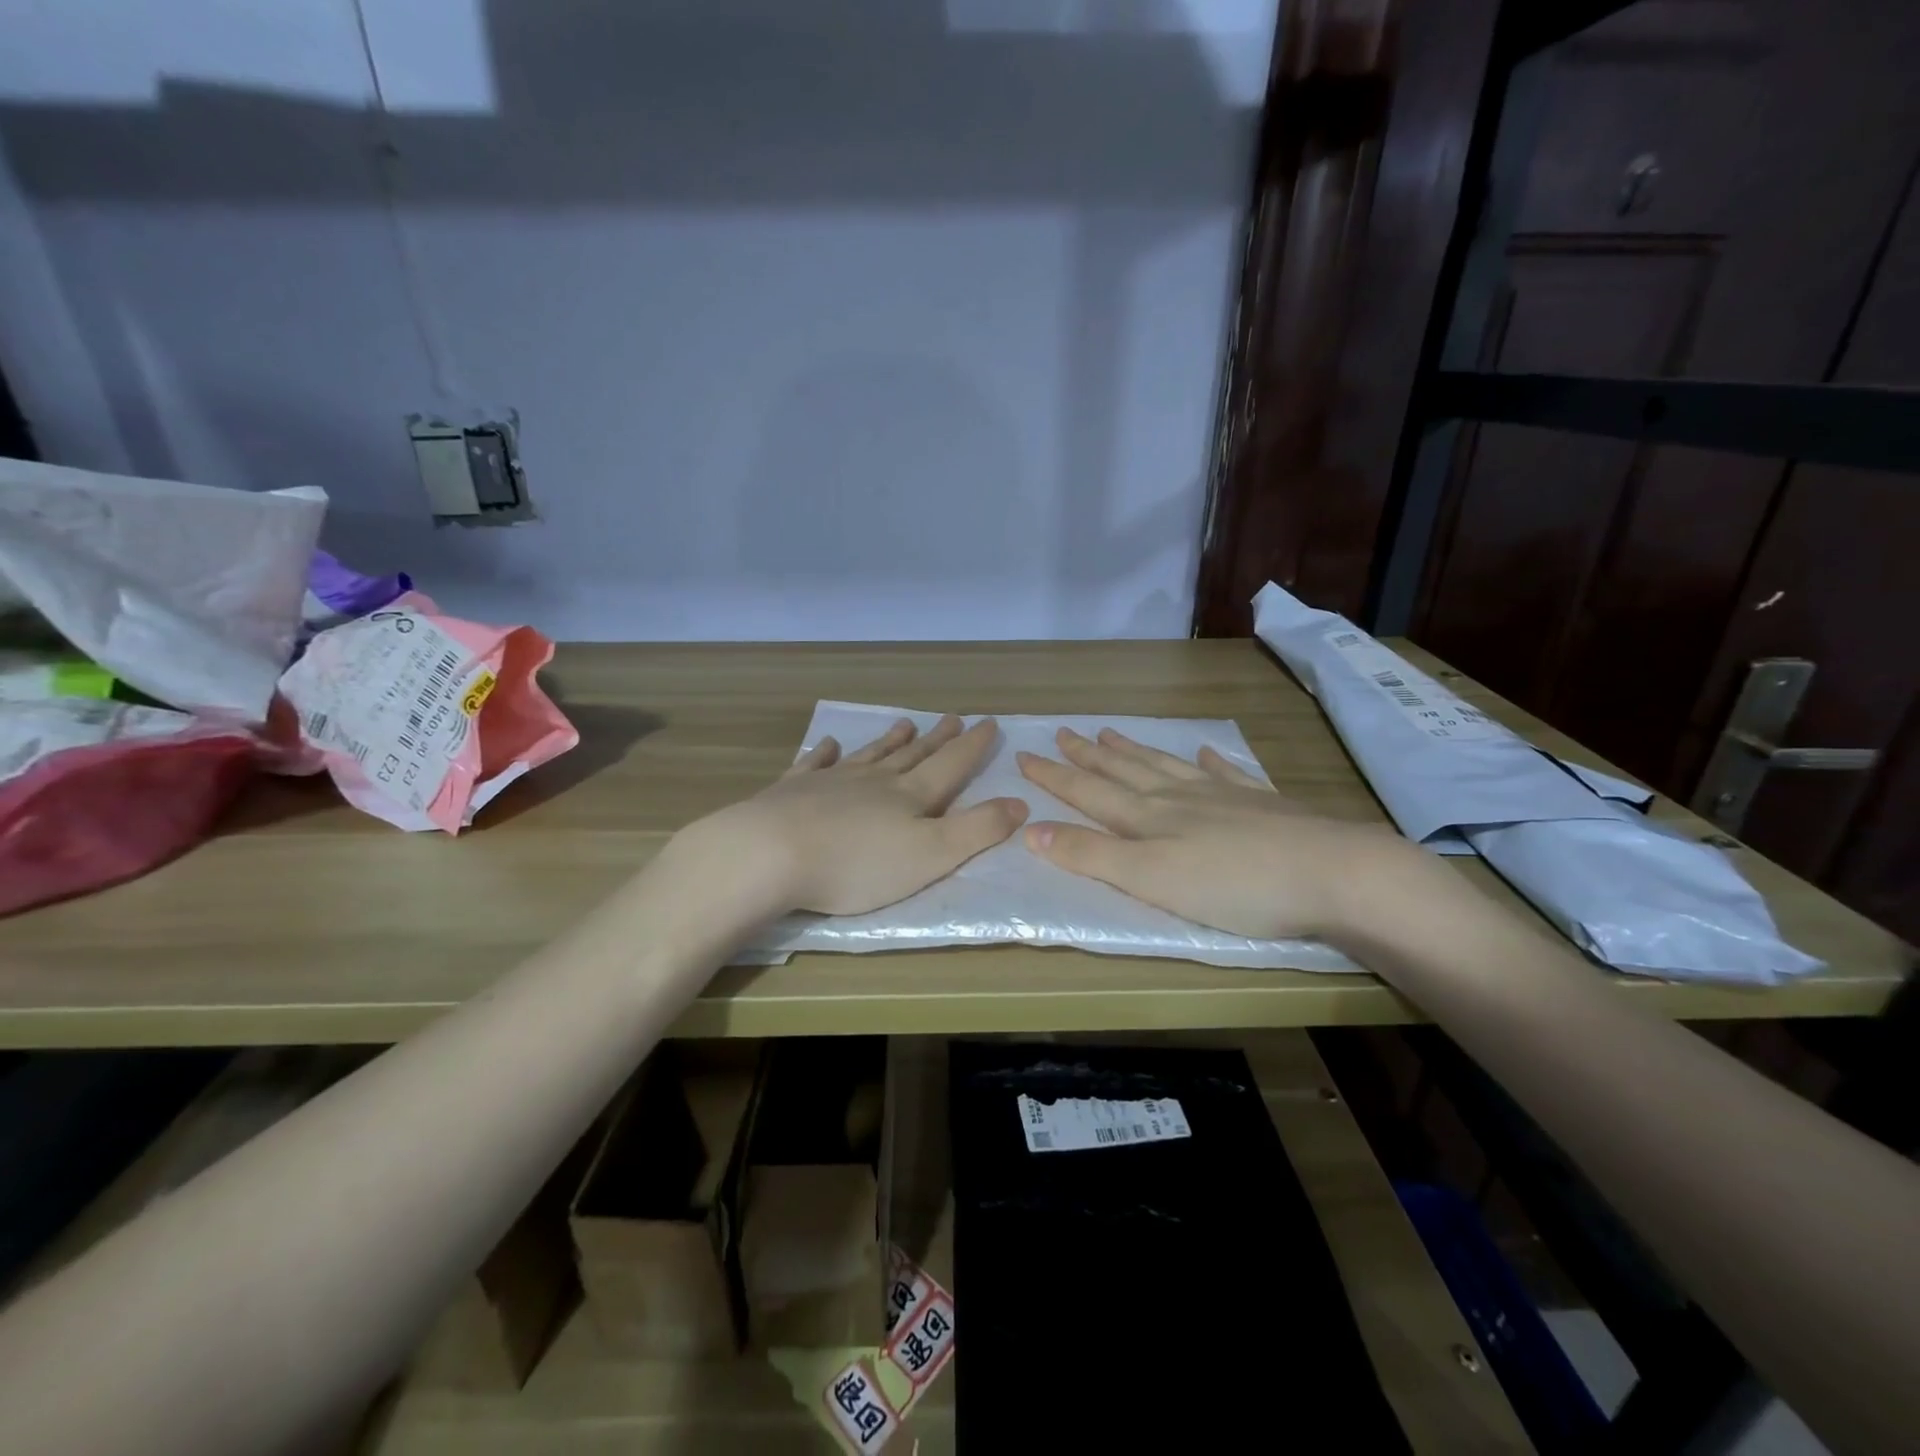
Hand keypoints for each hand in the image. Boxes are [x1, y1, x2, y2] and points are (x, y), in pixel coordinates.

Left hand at [692, 714, 1027, 916]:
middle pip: (913, 756)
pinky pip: (815, 765)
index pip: (951, 765)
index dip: (973, 746)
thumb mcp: (932, 855)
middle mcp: (875, 781)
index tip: (989, 722)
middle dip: (937, 739)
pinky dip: (825, 754)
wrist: (771, 853)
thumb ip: (977, 830)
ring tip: (907, 724)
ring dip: (891, 741)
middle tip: (953, 718)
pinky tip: (829, 745)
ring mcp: (832, 782)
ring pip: (870, 755)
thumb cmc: (858, 864)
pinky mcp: (793, 791)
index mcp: (910, 797)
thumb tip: (1019, 802)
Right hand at [1016, 727, 1418, 940]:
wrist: (1331, 873)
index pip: (1088, 791)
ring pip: (1166, 766)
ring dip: (1134, 750)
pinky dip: (1209, 761)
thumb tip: (1030, 829)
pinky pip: (1226, 773)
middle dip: (1088, 755)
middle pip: (1124, 770)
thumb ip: (1091, 855)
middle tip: (1063, 732)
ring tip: (1111, 732)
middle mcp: (1178, 797)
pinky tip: (1203, 751)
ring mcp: (1223, 796)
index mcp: (1148, 817)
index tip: (1024, 755)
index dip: (1054, 776)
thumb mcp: (1149, 879)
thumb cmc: (1232, 886)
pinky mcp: (1262, 804)